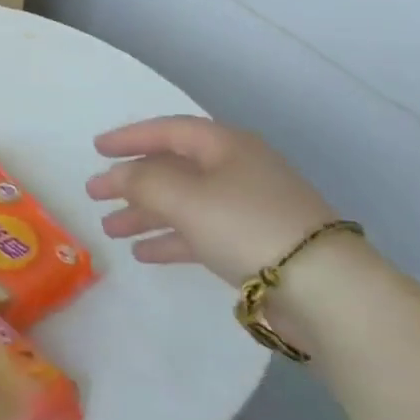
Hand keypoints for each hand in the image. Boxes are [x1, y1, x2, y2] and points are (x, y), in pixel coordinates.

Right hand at [87, 116, 339, 285]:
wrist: (324, 289)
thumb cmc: (246, 225)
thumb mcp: (184, 197)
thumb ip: (142, 181)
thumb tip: (118, 176)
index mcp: (225, 145)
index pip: (168, 130)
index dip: (129, 138)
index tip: (96, 149)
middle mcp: (236, 170)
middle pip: (173, 168)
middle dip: (132, 182)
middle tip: (95, 194)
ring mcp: (247, 208)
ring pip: (184, 203)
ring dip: (145, 214)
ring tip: (109, 229)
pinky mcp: (253, 245)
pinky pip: (200, 233)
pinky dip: (171, 239)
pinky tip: (143, 253)